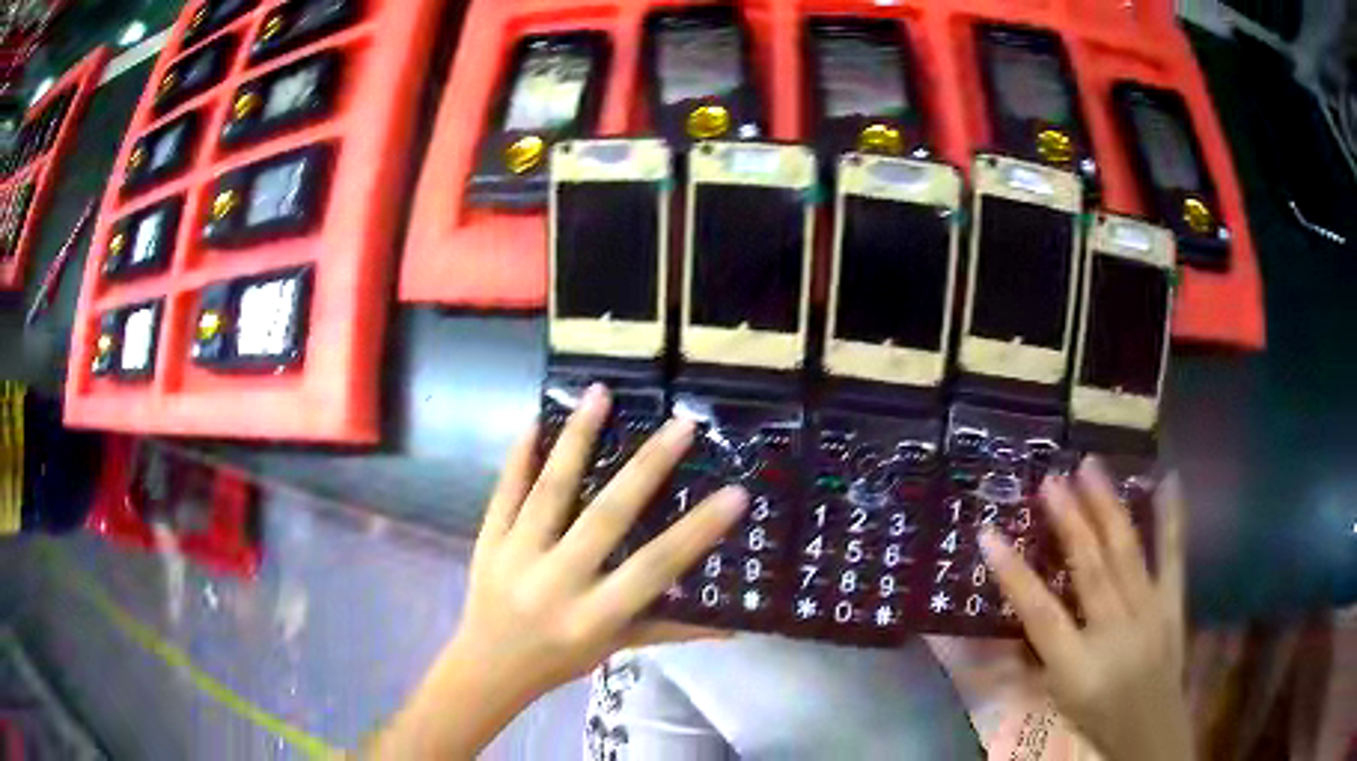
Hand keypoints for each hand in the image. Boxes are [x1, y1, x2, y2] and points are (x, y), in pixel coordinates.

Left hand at [372, 384, 747, 757]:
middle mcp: (556, 580)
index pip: (654, 568)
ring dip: (577, 439)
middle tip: (681, 424)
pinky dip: (520, 454)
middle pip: (605, 517)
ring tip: (600, 394)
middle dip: (646, 468)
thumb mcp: (616, 649)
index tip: (734, 494)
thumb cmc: (560, 660)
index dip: (696, 532)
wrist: (487, 665)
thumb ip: (671, 631)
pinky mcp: (488, 539)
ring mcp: (516, 554)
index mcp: (594, 615)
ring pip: (551, 490)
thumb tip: (732, 626)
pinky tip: (537, 419)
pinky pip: (505, 491)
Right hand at [979, 458, 1191, 760]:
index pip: (1041, 614)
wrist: (1150, 727)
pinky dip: (1172, 518)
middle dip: (1069, 522)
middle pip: (1091, 570)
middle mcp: (1114, 631)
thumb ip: (1030, 660)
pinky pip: (1173, 555)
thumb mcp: (1055, 698)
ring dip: (1107, 508)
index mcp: (1076, 664)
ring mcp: (1148, 611)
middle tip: (1050, 480)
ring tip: (1091, 467)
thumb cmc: (1095, 715)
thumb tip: (992, 630)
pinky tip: (1169, 480)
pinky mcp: (1173, 600)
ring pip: (1127, 553)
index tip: (988, 534)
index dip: (1014, 574)